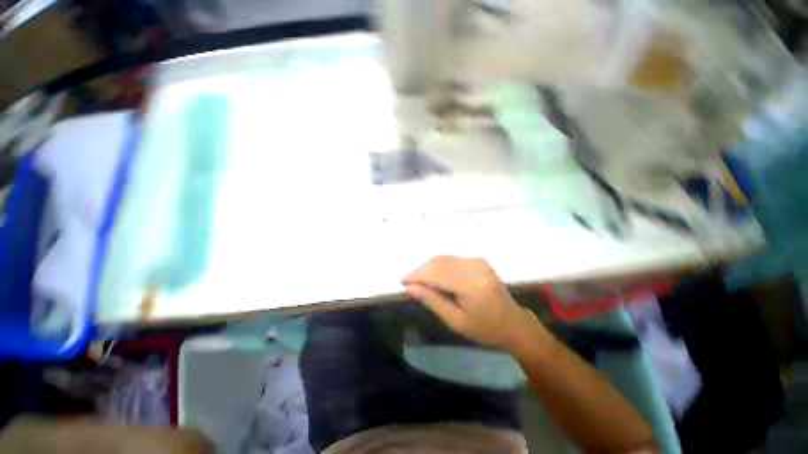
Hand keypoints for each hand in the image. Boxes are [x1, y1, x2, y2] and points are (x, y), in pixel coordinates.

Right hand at [402, 256, 540, 350]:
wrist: (513, 323)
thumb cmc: (485, 328)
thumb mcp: (456, 321)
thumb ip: (432, 301)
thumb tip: (410, 287)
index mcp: (471, 284)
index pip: (436, 272)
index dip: (417, 275)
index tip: (403, 282)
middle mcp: (474, 266)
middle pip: (438, 262)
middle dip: (420, 270)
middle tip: (409, 283)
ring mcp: (477, 261)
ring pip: (443, 258)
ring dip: (428, 267)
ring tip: (419, 281)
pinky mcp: (478, 260)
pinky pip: (451, 259)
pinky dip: (439, 266)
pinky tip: (434, 277)